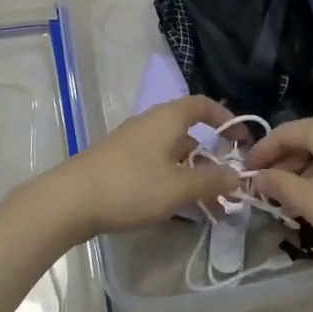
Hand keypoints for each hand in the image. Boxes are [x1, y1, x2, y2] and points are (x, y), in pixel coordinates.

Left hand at [41, 96, 241, 240]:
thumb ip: (210, 180)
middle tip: (228, 184)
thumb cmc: (131, 186)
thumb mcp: (177, 187)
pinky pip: (156, 164)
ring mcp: (132, 142)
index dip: (225, 117)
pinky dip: (172, 179)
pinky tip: (178, 206)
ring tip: (210, 207)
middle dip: (211, 157)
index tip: (241, 139)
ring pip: (172, 152)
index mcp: (167, 118)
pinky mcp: (119, 161)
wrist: (71, 200)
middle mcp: (150, 123)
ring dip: (192, 174)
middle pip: (188, 132)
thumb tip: (236, 174)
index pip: (202, 104)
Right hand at [247, 114, 312, 280]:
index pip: (284, 132)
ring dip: (303, 173)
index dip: (261, 152)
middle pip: (305, 139)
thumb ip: (279, 185)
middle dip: (283, 164)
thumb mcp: (310, 203)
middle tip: (265, 190)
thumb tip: (258, 176)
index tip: (244, 172)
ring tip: (289, 202)